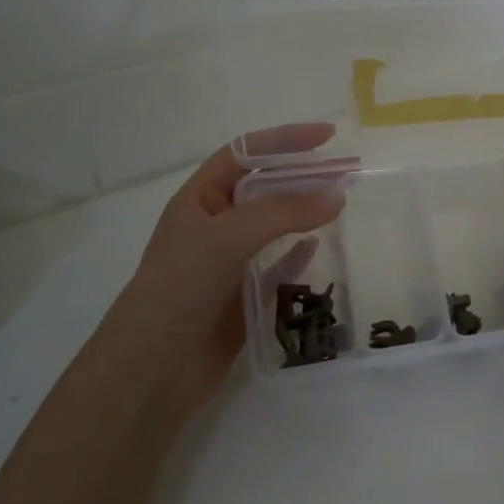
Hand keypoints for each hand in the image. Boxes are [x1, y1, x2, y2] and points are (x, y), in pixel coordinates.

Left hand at [105, 124, 341, 391]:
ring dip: (306, 211)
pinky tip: (319, 247)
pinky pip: (278, 264)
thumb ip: (284, 213)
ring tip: (343, 203)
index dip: (283, 140)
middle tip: (349, 172)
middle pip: (265, 187)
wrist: (154, 367)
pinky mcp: (244, 294)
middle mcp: (214, 224)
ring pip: (275, 225)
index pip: (245, 155)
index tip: (327, 136)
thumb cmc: (181, 288)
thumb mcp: (228, 237)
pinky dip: (299, 253)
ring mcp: (229, 261)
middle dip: (304, 175)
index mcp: (199, 199)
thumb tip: (338, 196)